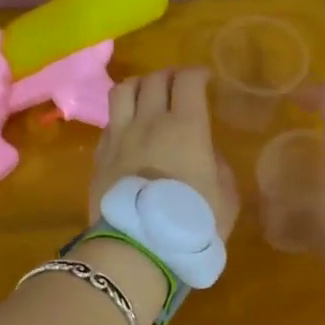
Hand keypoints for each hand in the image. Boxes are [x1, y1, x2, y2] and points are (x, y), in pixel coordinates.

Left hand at [91, 68, 238, 238]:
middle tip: (178, 87)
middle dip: (169, 76)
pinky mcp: (99, 155)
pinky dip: (121, 117)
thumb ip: (219, 168)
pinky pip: (109, 121)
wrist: (137, 249)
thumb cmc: (191, 224)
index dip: (197, 74)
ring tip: (147, 97)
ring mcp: (119, 136)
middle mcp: (150, 121)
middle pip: (154, 79)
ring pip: (123, 90)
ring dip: (139, 87)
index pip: (187, 80)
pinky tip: (129, 131)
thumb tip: (208, 154)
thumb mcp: (225, 198)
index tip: (205, 81)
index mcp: (186, 127)